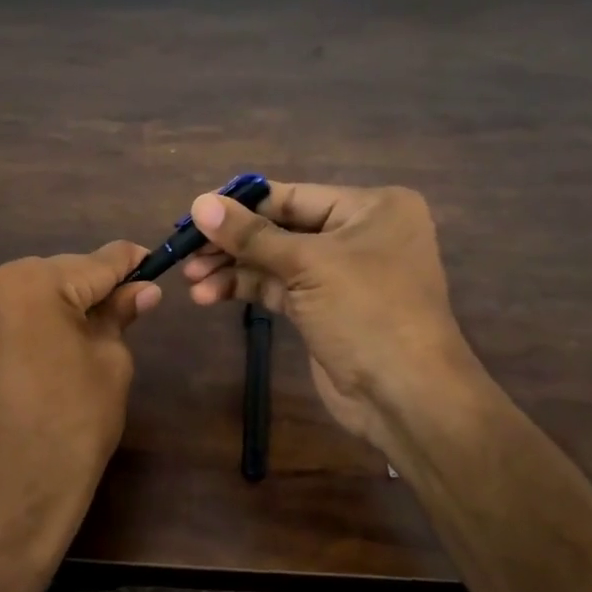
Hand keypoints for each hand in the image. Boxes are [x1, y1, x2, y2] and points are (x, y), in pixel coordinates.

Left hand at [0, 241, 159, 588]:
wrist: (8, 495)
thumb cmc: (72, 426)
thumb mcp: (109, 363)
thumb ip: (119, 315)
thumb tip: (143, 290)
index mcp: (30, 283)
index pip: (94, 263)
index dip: (129, 263)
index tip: (152, 259)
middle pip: (57, 274)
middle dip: (91, 288)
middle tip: (129, 304)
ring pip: (28, 292)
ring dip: (59, 305)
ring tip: (93, 330)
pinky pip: (4, 316)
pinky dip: (31, 322)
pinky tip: (56, 345)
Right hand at [181, 182, 478, 453]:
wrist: (404, 395)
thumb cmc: (368, 312)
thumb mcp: (308, 265)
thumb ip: (251, 235)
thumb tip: (199, 203)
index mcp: (372, 207)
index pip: (294, 196)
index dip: (243, 204)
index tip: (195, 212)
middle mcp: (359, 234)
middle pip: (282, 227)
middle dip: (234, 241)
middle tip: (186, 251)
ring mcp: (341, 274)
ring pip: (276, 260)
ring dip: (233, 268)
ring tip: (190, 280)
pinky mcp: (324, 308)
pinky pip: (279, 288)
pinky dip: (246, 289)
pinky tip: (210, 295)